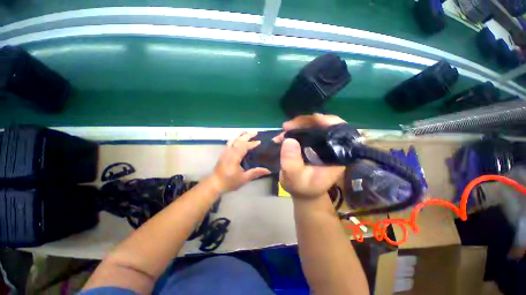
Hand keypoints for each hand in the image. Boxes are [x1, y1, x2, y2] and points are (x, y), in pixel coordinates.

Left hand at [210, 132, 270, 193]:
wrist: (214, 184)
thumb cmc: (229, 182)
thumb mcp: (244, 179)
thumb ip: (255, 173)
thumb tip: (268, 170)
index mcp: (234, 157)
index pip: (244, 146)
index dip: (252, 143)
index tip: (259, 141)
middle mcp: (229, 152)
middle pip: (238, 140)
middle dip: (247, 135)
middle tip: (255, 133)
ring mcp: (225, 151)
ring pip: (233, 139)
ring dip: (240, 134)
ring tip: (247, 132)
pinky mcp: (223, 153)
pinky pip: (230, 142)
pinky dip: (235, 138)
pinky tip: (239, 138)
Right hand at [278, 114, 346, 200]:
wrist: (302, 192)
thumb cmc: (303, 188)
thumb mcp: (295, 179)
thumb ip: (292, 163)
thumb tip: (289, 140)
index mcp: (336, 155)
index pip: (339, 131)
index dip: (327, 121)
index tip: (309, 120)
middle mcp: (331, 147)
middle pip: (324, 125)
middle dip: (305, 122)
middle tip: (287, 126)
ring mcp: (321, 144)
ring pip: (312, 126)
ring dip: (297, 125)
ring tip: (283, 130)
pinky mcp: (311, 144)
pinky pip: (304, 131)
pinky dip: (293, 130)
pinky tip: (283, 135)